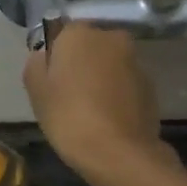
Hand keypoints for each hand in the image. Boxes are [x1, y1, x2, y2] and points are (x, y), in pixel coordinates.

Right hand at [22, 23, 172, 183]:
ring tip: (88, 112)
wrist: (118, 153)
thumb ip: (36, 64)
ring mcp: (135, 61)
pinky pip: (125, 84)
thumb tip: (44, 55)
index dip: (54, 57)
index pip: (61, 34)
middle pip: (88, 47)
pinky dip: (116, 95)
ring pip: (109, 65)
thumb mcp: (36, 92)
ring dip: (100, 79)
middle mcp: (111, 37)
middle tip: (67, 97)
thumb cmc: (69, 117)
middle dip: (80, 65)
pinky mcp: (151, 86)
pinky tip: (107, 120)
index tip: (49, 82)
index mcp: (80, 33)